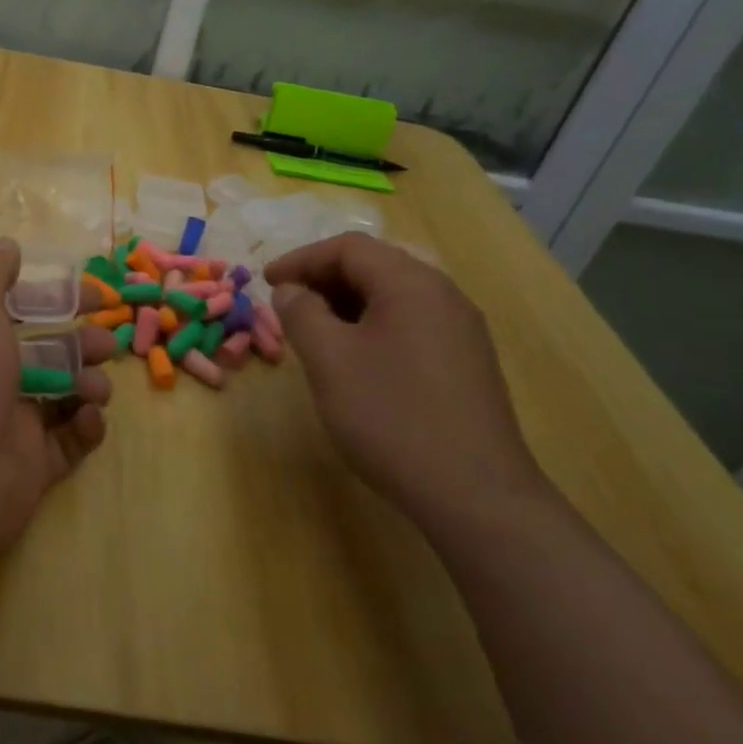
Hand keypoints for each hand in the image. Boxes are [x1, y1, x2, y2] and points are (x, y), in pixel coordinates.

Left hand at [0, 240, 114, 565]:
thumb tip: (8, 246)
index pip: (20, 310)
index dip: (57, 299)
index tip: (93, 294)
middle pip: (48, 351)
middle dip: (82, 342)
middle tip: (104, 343)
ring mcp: (11, 424)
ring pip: (64, 394)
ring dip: (89, 382)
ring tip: (94, 387)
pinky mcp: (33, 467)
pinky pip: (70, 441)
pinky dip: (85, 427)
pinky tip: (86, 418)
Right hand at [266, 233, 545, 528]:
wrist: (476, 495)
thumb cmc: (392, 417)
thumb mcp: (330, 360)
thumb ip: (302, 314)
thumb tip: (291, 291)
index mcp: (411, 284)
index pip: (348, 248)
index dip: (301, 259)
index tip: (266, 283)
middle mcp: (444, 295)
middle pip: (374, 266)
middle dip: (323, 280)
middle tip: (286, 306)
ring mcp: (461, 330)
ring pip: (392, 297)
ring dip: (346, 304)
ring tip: (313, 333)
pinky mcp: (467, 363)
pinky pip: (410, 324)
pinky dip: (372, 327)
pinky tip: (355, 360)